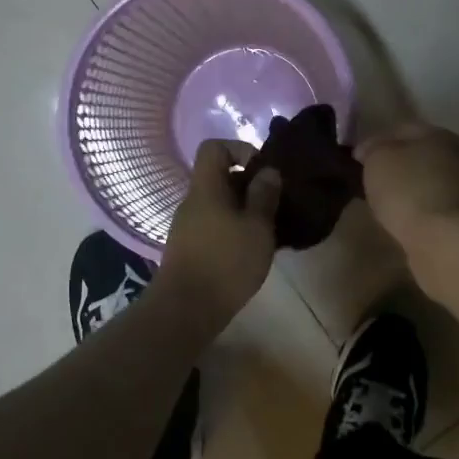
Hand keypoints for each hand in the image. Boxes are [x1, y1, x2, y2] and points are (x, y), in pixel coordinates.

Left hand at [155, 140, 281, 330]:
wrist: (185, 310)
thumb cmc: (225, 262)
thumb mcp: (257, 227)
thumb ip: (264, 196)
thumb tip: (268, 170)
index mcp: (206, 188)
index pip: (214, 147)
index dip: (239, 149)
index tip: (262, 170)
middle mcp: (193, 201)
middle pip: (219, 177)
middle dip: (248, 185)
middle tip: (274, 203)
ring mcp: (187, 226)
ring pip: (218, 203)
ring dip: (243, 210)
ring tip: (267, 229)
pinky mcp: (189, 248)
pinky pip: (214, 225)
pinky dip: (233, 229)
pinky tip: (250, 250)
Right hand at [355, 123, 458, 253]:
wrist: (444, 241)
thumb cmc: (408, 190)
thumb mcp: (377, 159)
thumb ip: (372, 149)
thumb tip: (369, 150)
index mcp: (440, 134)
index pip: (401, 130)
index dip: (376, 142)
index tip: (358, 160)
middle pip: (419, 155)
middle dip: (396, 166)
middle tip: (371, 181)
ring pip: (427, 181)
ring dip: (408, 189)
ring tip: (385, 202)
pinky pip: (433, 205)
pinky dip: (418, 209)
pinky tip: (403, 218)